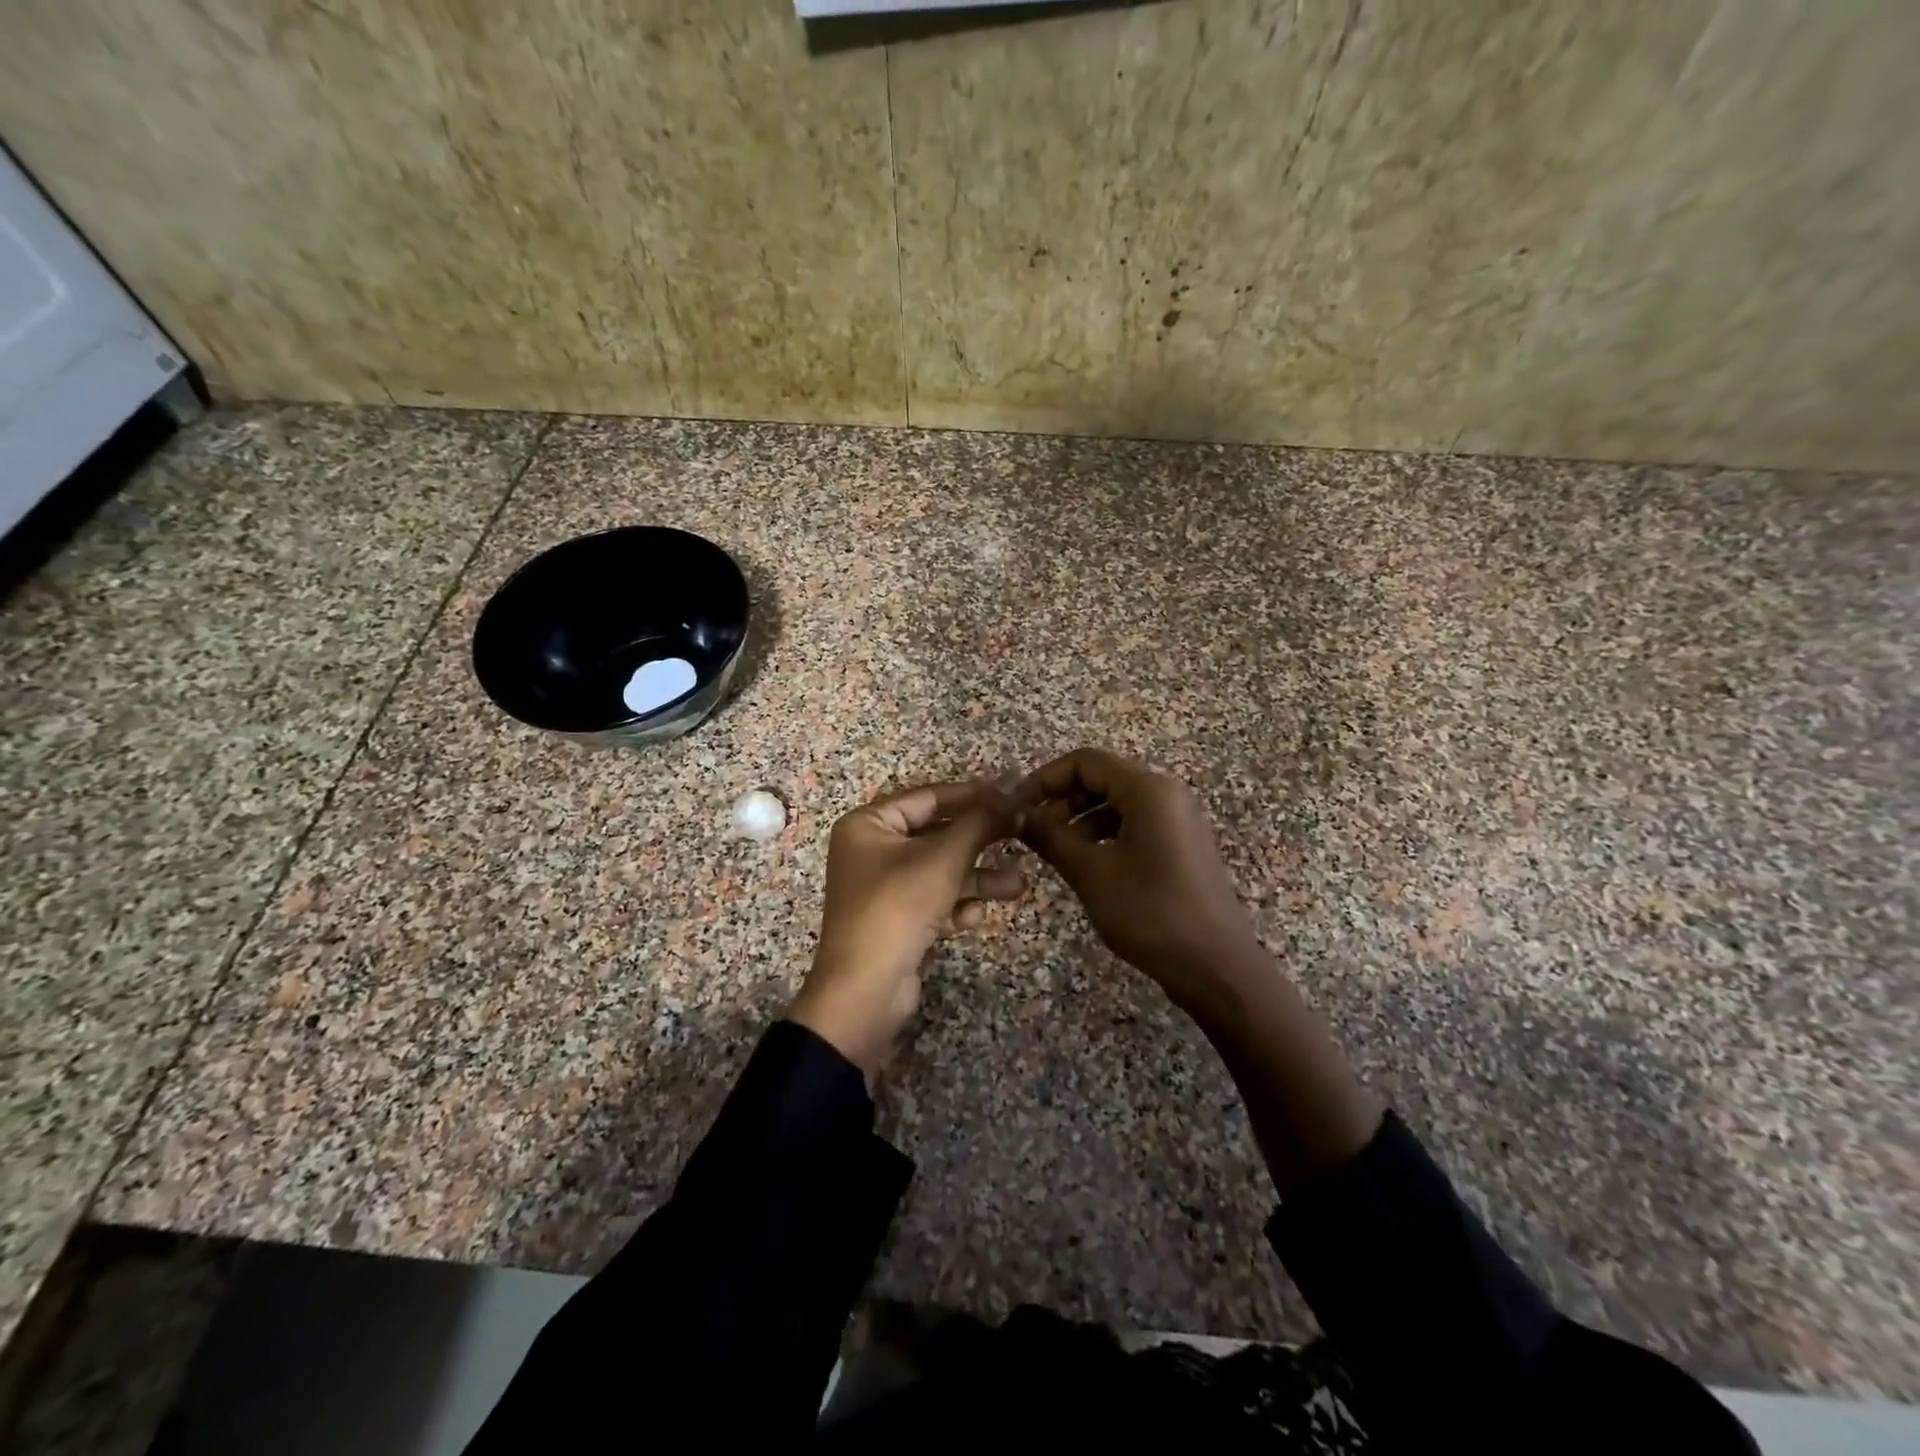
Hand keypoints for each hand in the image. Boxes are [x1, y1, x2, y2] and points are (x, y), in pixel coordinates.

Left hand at [789, 780, 1024, 1078]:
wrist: (864, 992)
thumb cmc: (898, 907)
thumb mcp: (943, 858)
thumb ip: (980, 824)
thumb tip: (1013, 798)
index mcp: (869, 825)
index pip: (928, 797)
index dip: (972, 795)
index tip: (1011, 794)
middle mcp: (872, 851)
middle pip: (937, 835)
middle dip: (979, 842)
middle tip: (1020, 835)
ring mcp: (883, 888)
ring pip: (940, 871)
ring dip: (978, 878)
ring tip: (1018, 886)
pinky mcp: (896, 921)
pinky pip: (934, 901)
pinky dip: (957, 906)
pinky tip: (977, 917)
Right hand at [1020, 748, 1261, 1011]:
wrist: (1216, 967)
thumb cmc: (1151, 913)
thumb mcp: (1091, 873)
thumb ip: (1050, 836)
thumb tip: (1017, 813)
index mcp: (1148, 790)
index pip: (1085, 761)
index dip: (1045, 778)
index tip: (1018, 808)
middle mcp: (1166, 794)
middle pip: (1101, 778)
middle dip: (1061, 800)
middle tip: (1031, 833)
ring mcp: (1177, 819)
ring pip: (1116, 802)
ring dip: (1079, 819)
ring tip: (1053, 851)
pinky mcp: (1180, 844)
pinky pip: (1133, 823)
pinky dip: (1103, 835)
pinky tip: (1085, 863)